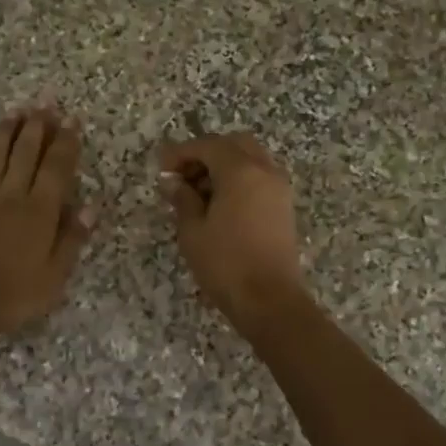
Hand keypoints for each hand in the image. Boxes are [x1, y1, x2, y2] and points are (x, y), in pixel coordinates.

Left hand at [0, 106, 94, 338]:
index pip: (56, 168)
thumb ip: (71, 240)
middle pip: (25, 152)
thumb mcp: (54, 277)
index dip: (65, 142)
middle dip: (37, 126)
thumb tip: (89, 207)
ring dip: (6, 131)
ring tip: (15, 112)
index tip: (72, 120)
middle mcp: (11, 196)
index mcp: (39, 211)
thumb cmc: (12, 294)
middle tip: (45, 104)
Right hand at [159, 132, 305, 329]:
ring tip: (198, 194)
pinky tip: (219, 205)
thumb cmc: (225, 263)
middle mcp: (264, 171)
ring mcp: (279, 188)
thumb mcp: (192, 231)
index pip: (208, 146)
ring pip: (250, 160)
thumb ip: (182, 199)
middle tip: (183, 176)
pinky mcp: (284, 207)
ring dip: (224, 167)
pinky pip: (259, 178)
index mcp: (241, 171)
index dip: (182, 152)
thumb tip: (172, 182)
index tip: (162, 168)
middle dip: (206, 154)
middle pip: (234, 145)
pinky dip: (239, 180)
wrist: (270, 300)